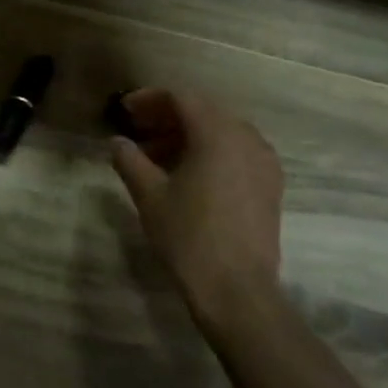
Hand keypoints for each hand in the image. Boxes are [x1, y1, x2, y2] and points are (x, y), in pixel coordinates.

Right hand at [108, 87, 283, 325]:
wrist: (236, 288)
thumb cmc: (188, 235)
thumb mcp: (149, 195)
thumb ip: (129, 160)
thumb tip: (117, 142)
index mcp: (218, 134)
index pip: (182, 98)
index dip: (150, 99)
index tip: (125, 111)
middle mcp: (248, 139)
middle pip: (205, 112)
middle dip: (168, 117)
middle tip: (138, 131)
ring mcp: (264, 162)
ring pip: (223, 132)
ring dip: (189, 135)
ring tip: (157, 156)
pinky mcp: (270, 185)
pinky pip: (237, 152)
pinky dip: (210, 152)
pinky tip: (188, 174)